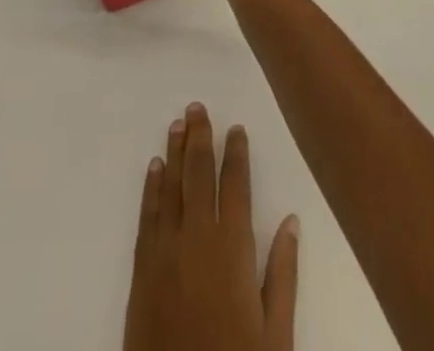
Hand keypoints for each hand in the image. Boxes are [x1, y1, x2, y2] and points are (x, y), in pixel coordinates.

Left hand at [123, 103, 299, 350]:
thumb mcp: (275, 336)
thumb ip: (282, 275)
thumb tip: (291, 221)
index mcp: (233, 250)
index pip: (235, 186)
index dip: (235, 154)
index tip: (235, 127)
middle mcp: (197, 239)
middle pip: (199, 176)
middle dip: (200, 139)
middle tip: (197, 106)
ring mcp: (165, 252)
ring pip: (171, 188)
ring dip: (175, 153)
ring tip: (177, 122)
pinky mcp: (142, 271)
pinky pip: (148, 216)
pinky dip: (152, 188)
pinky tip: (154, 168)